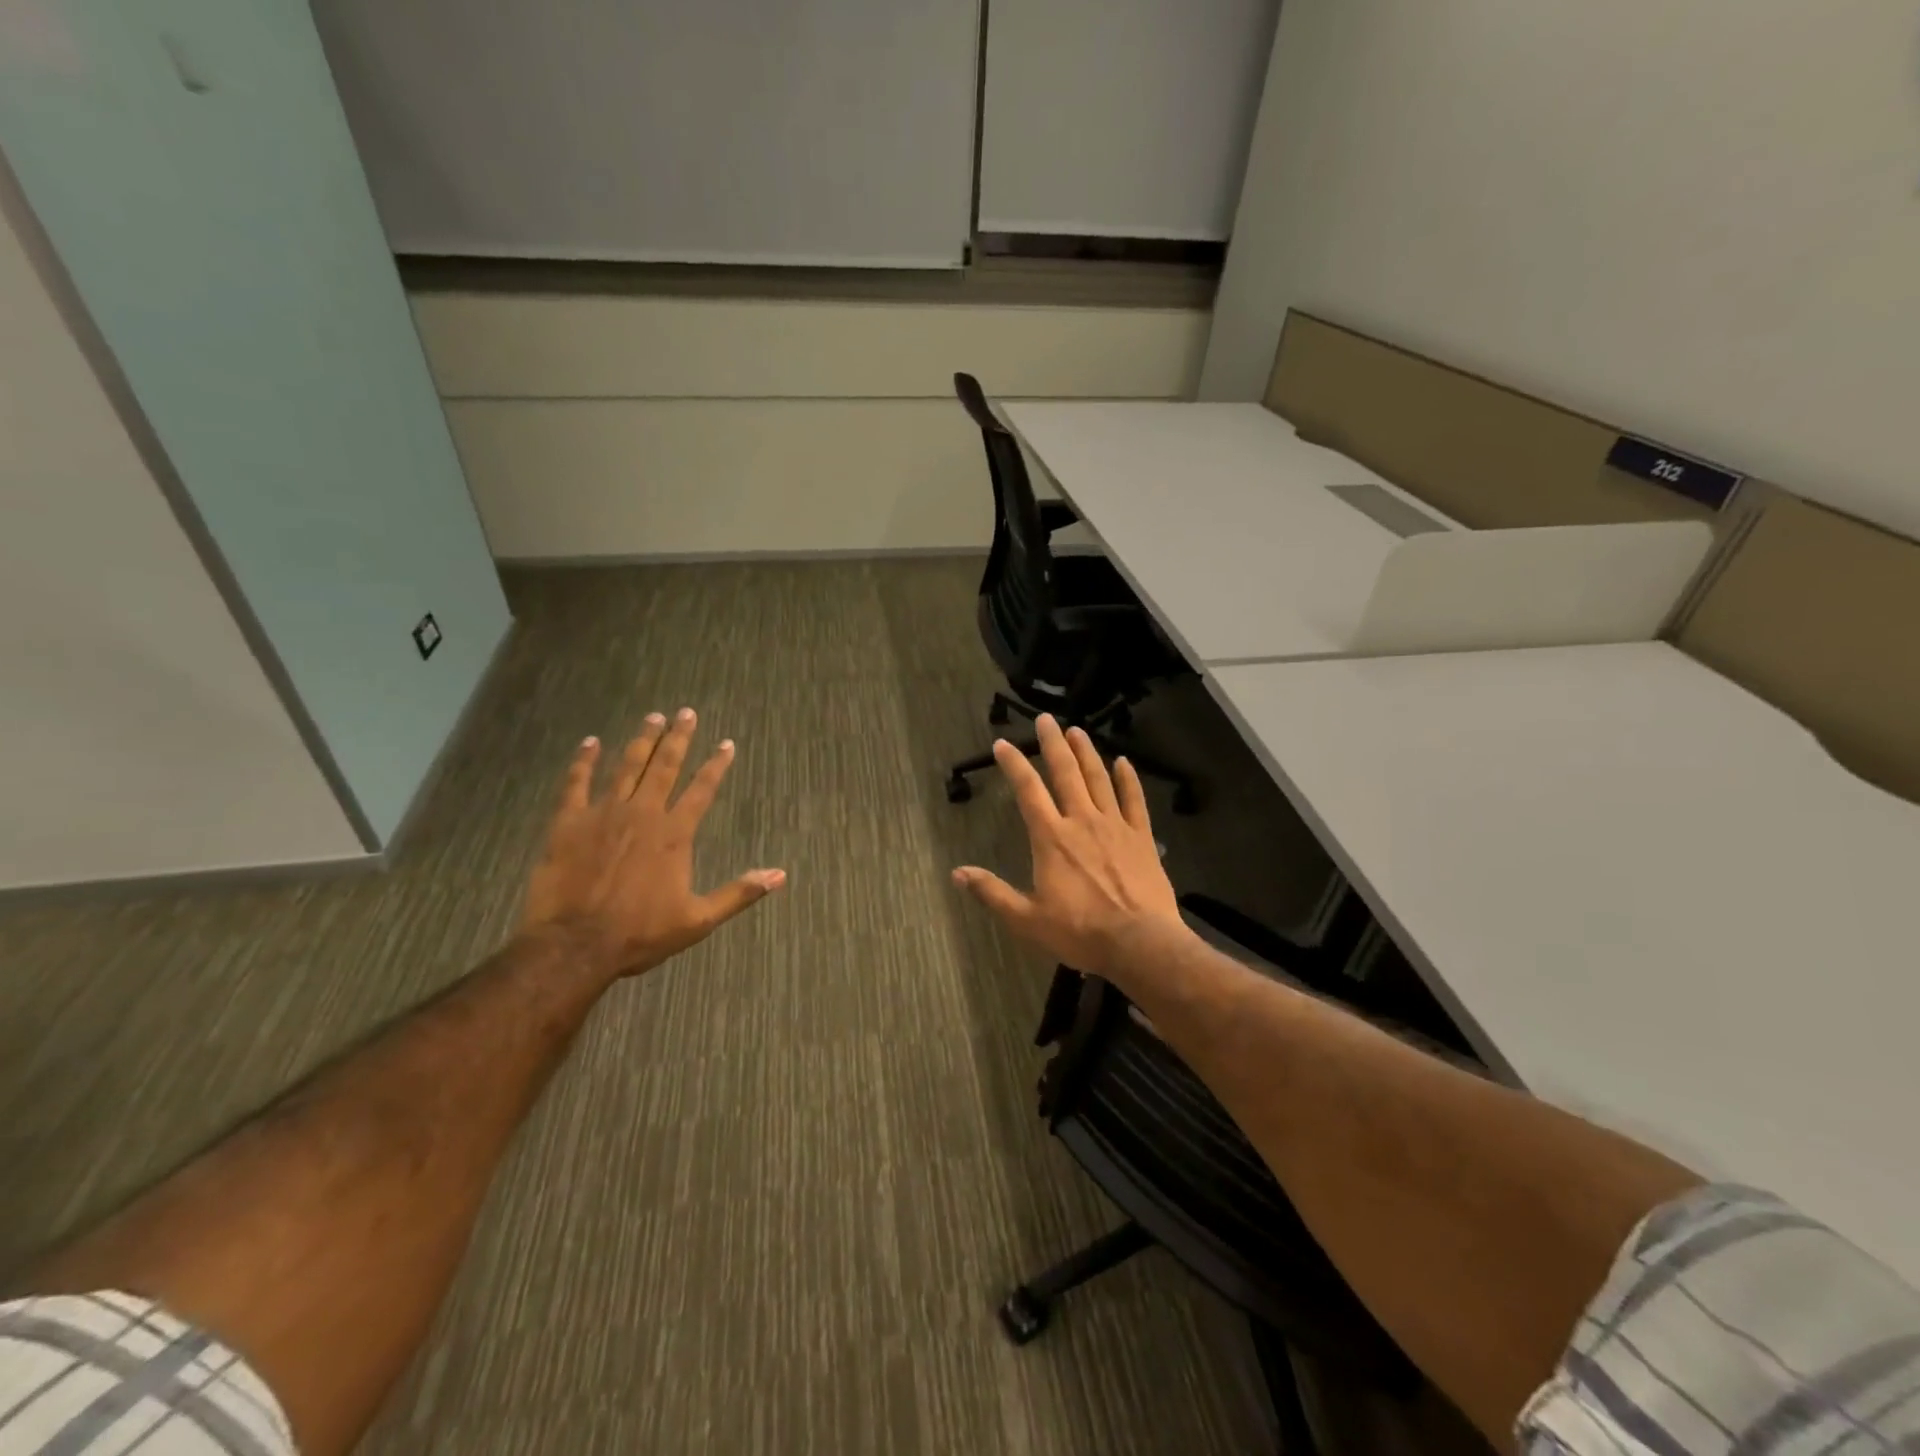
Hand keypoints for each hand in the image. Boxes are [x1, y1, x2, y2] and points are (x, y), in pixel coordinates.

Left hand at [521, 708, 785, 978]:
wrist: (574, 945)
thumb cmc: (640, 933)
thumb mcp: (699, 919)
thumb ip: (739, 893)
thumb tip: (780, 875)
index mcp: (674, 834)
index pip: (702, 789)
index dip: (716, 765)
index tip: (726, 744)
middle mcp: (643, 813)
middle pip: (664, 767)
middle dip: (678, 738)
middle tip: (686, 713)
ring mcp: (603, 814)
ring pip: (626, 767)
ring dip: (641, 740)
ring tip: (652, 717)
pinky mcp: (568, 823)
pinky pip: (576, 783)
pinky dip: (584, 761)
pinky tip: (590, 743)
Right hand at [951, 714, 1187, 979]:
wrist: (1139, 943)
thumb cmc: (1080, 932)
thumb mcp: (1027, 919)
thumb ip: (992, 893)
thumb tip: (957, 873)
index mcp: (1051, 838)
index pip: (1028, 791)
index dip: (1014, 765)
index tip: (1002, 743)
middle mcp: (1081, 821)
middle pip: (1065, 773)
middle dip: (1053, 744)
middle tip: (1046, 719)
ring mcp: (1115, 826)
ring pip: (1098, 779)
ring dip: (1086, 752)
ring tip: (1077, 730)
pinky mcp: (1141, 837)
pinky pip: (1134, 800)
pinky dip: (1128, 779)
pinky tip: (1123, 761)